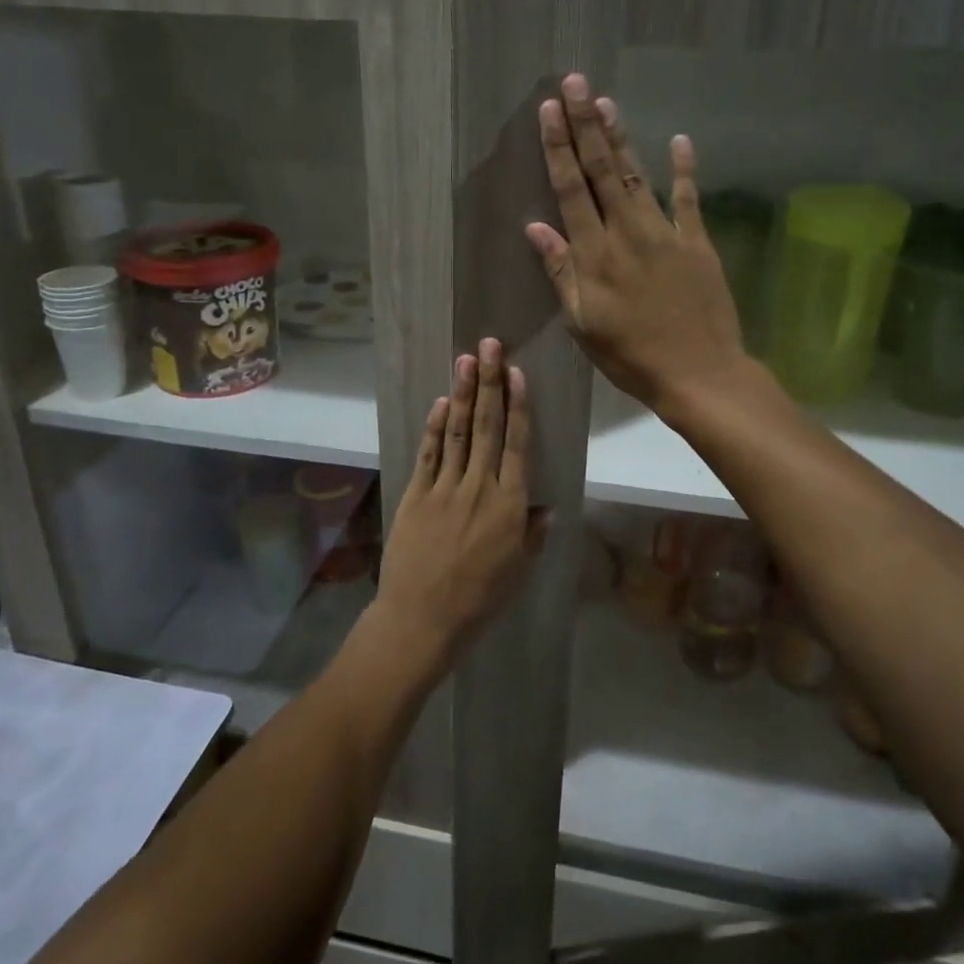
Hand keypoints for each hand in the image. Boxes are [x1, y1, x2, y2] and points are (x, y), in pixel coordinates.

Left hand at [373, 339, 544, 666]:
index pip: (517, 444)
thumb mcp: (517, 571)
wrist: (422, 618)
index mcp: (510, 505)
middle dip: (489, 383)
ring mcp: (445, 488)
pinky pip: (429, 454)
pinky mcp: (417, 495)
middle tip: (489, 346)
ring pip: (459, 432)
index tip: (516, 373)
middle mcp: (479, 487)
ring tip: (466, 360)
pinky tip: (443, 403)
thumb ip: (532, 535)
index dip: (517, 405)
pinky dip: (436, 427)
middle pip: (488, 427)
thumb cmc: (478, 599)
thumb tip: (546, 508)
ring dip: (464, 394)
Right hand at [524, 74, 744, 411]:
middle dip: (586, 125)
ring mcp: (666, 234)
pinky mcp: (698, 243)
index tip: (548, 111)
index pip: (571, 190)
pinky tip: (681, 140)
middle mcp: (627, 233)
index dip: (558, 148)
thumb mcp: (583, 323)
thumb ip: (561, 272)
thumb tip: (536, 227)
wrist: (699, 373)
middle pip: (603, 171)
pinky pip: (690, 199)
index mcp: (595, 254)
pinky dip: (686, 170)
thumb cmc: (631, 356)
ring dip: (621, 137)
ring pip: (638, 176)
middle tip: (575, 83)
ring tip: (606, 102)